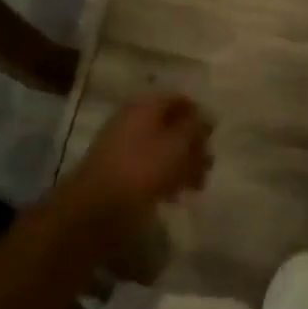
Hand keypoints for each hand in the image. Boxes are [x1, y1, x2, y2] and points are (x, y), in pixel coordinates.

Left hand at [62, 94, 213, 222]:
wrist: (95, 210)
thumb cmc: (142, 169)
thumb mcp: (178, 144)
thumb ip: (195, 127)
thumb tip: (205, 116)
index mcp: (146, 105)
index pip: (179, 98)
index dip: (199, 115)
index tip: (212, 138)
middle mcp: (133, 119)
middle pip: (170, 124)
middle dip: (192, 144)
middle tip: (207, 165)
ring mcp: (123, 146)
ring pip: (161, 148)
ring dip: (181, 164)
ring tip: (195, 186)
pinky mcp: (118, 173)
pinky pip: (148, 167)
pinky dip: (164, 177)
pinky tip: (174, 196)